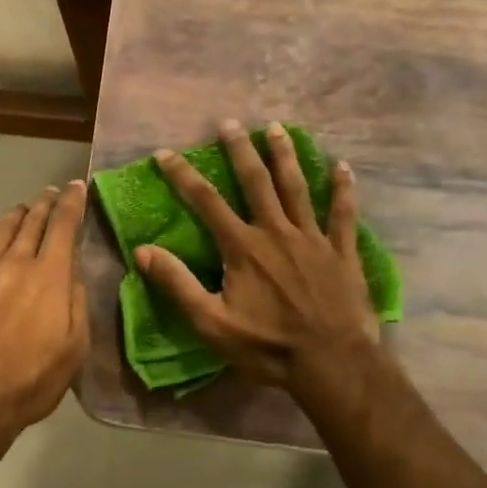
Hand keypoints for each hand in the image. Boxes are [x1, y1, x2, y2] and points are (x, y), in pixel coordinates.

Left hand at [0, 180, 90, 444]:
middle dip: (44, 204)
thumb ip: (77, 305)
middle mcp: (14, 263)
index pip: (64, 226)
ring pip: (0, 230)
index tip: (76, 187)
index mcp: (49, 276)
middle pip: (32, 222)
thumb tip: (72, 275)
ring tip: (23, 210)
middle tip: (51, 194)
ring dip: (15, 215)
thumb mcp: (74, 350)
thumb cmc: (30, 381)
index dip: (72, 202)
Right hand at [137, 120, 378, 388]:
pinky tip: (342, 167)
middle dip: (240, 150)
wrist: (332, 364)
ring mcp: (313, 238)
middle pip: (256, 181)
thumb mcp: (211, 323)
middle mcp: (276, 231)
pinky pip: (343, 214)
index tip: (165, 153)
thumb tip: (142, 251)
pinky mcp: (342, 252)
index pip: (206, 201)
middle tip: (229, 123)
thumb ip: (177, 284)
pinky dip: (342, 189)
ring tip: (276, 128)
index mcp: (243, 247)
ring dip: (285, 156)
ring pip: (297, 187)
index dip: (182, 175)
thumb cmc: (267, 346)